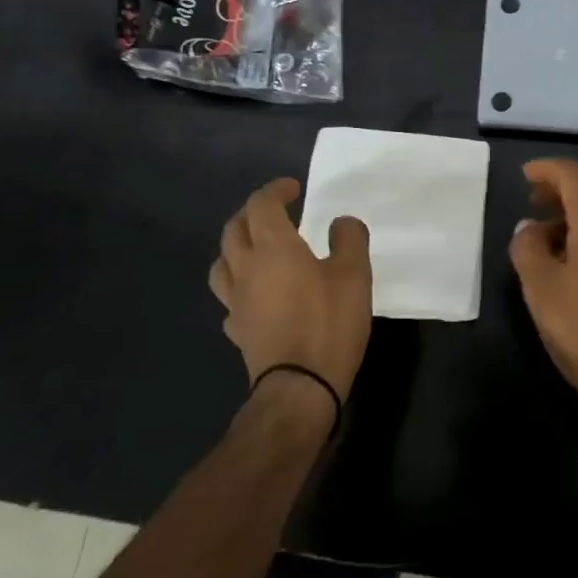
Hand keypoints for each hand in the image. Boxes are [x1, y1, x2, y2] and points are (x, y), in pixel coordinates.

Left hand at [208, 178, 372, 403]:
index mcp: (274, 248)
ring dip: (235, 247)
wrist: (299, 389)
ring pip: (222, 263)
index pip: (261, 205)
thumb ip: (349, 239)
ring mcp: (236, 302)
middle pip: (234, 230)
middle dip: (251, 213)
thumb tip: (341, 222)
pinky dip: (239, 287)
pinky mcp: (237, 330)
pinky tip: (254, 296)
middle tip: (273, 212)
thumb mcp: (355, 275)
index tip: (293, 189)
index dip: (274, 191)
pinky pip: (229, 299)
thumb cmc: (328, 324)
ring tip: (255, 249)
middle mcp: (247, 268)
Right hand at [509, 159, 577, 438]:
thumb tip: (528, 227)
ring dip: (576, 204)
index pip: (576, 175)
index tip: (523, 175)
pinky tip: (565, 254)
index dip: (549, 169)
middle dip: (565, 181)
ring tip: (542, 227)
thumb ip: (528, 249)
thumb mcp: (541, 289)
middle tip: (535, 196)